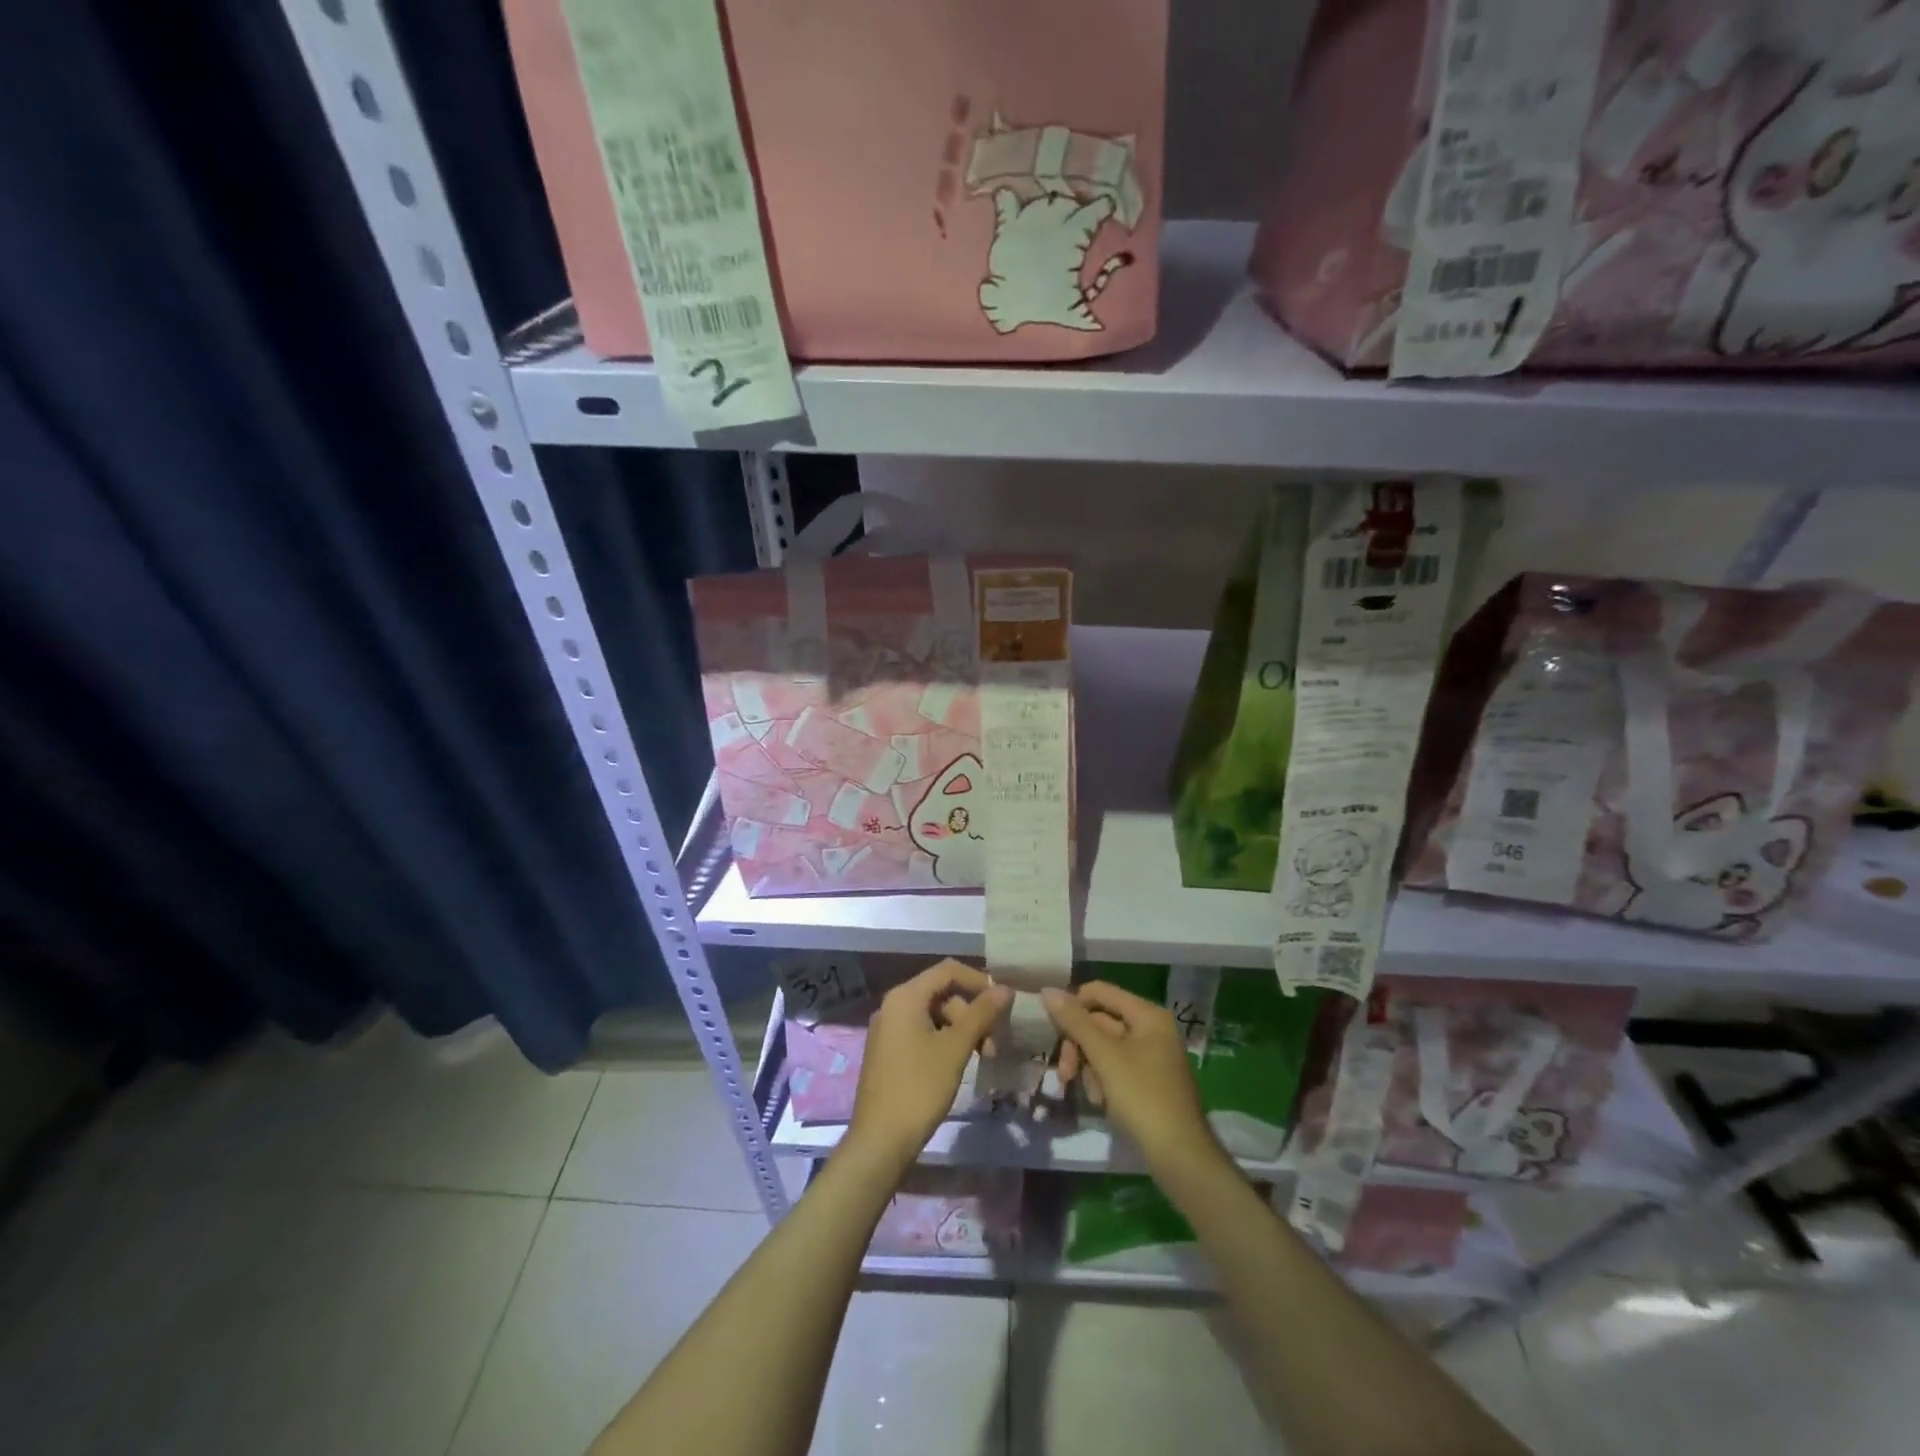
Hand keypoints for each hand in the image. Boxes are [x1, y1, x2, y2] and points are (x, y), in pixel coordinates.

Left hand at [846, 960, 1010, 1171]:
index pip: (947, 970)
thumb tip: (1005, 988)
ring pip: (933, 1015)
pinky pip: (921, 1032)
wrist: (880, 1140)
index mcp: (905, 997)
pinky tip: (959, 1063)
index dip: (978, 980)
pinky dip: (944, 1040)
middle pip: (941, 993)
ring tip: (982, 1056)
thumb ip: (981, 1014)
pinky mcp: (888, 1052)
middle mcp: (892, 1005)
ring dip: (960, 1029)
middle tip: (993, 1041)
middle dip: (971, 1012)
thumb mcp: (956, 1048)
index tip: (1002, 1002)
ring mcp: (887, 1029)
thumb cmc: (919, 1087)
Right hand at [1041, 982, 1215, 1170]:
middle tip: (1065, 1073)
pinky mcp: (1148, 1080)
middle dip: (1080, 1047)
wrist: (1180, 1155)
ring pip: (1104, 1048)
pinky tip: (1103, 1103)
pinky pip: (1115, 1068)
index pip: (1100, 992)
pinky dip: (1104, 1081)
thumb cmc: (1143, 1097)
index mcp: (1147, 1015)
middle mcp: (1151, 1028)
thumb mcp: (1105, 1057)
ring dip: (1090, 1068)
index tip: (1053, 1031)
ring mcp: (1151, 1055)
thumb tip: (1047, 990)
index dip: (1073, 1006)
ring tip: (1093, 1095)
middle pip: (1100, 1021)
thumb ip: (1076, 1022)